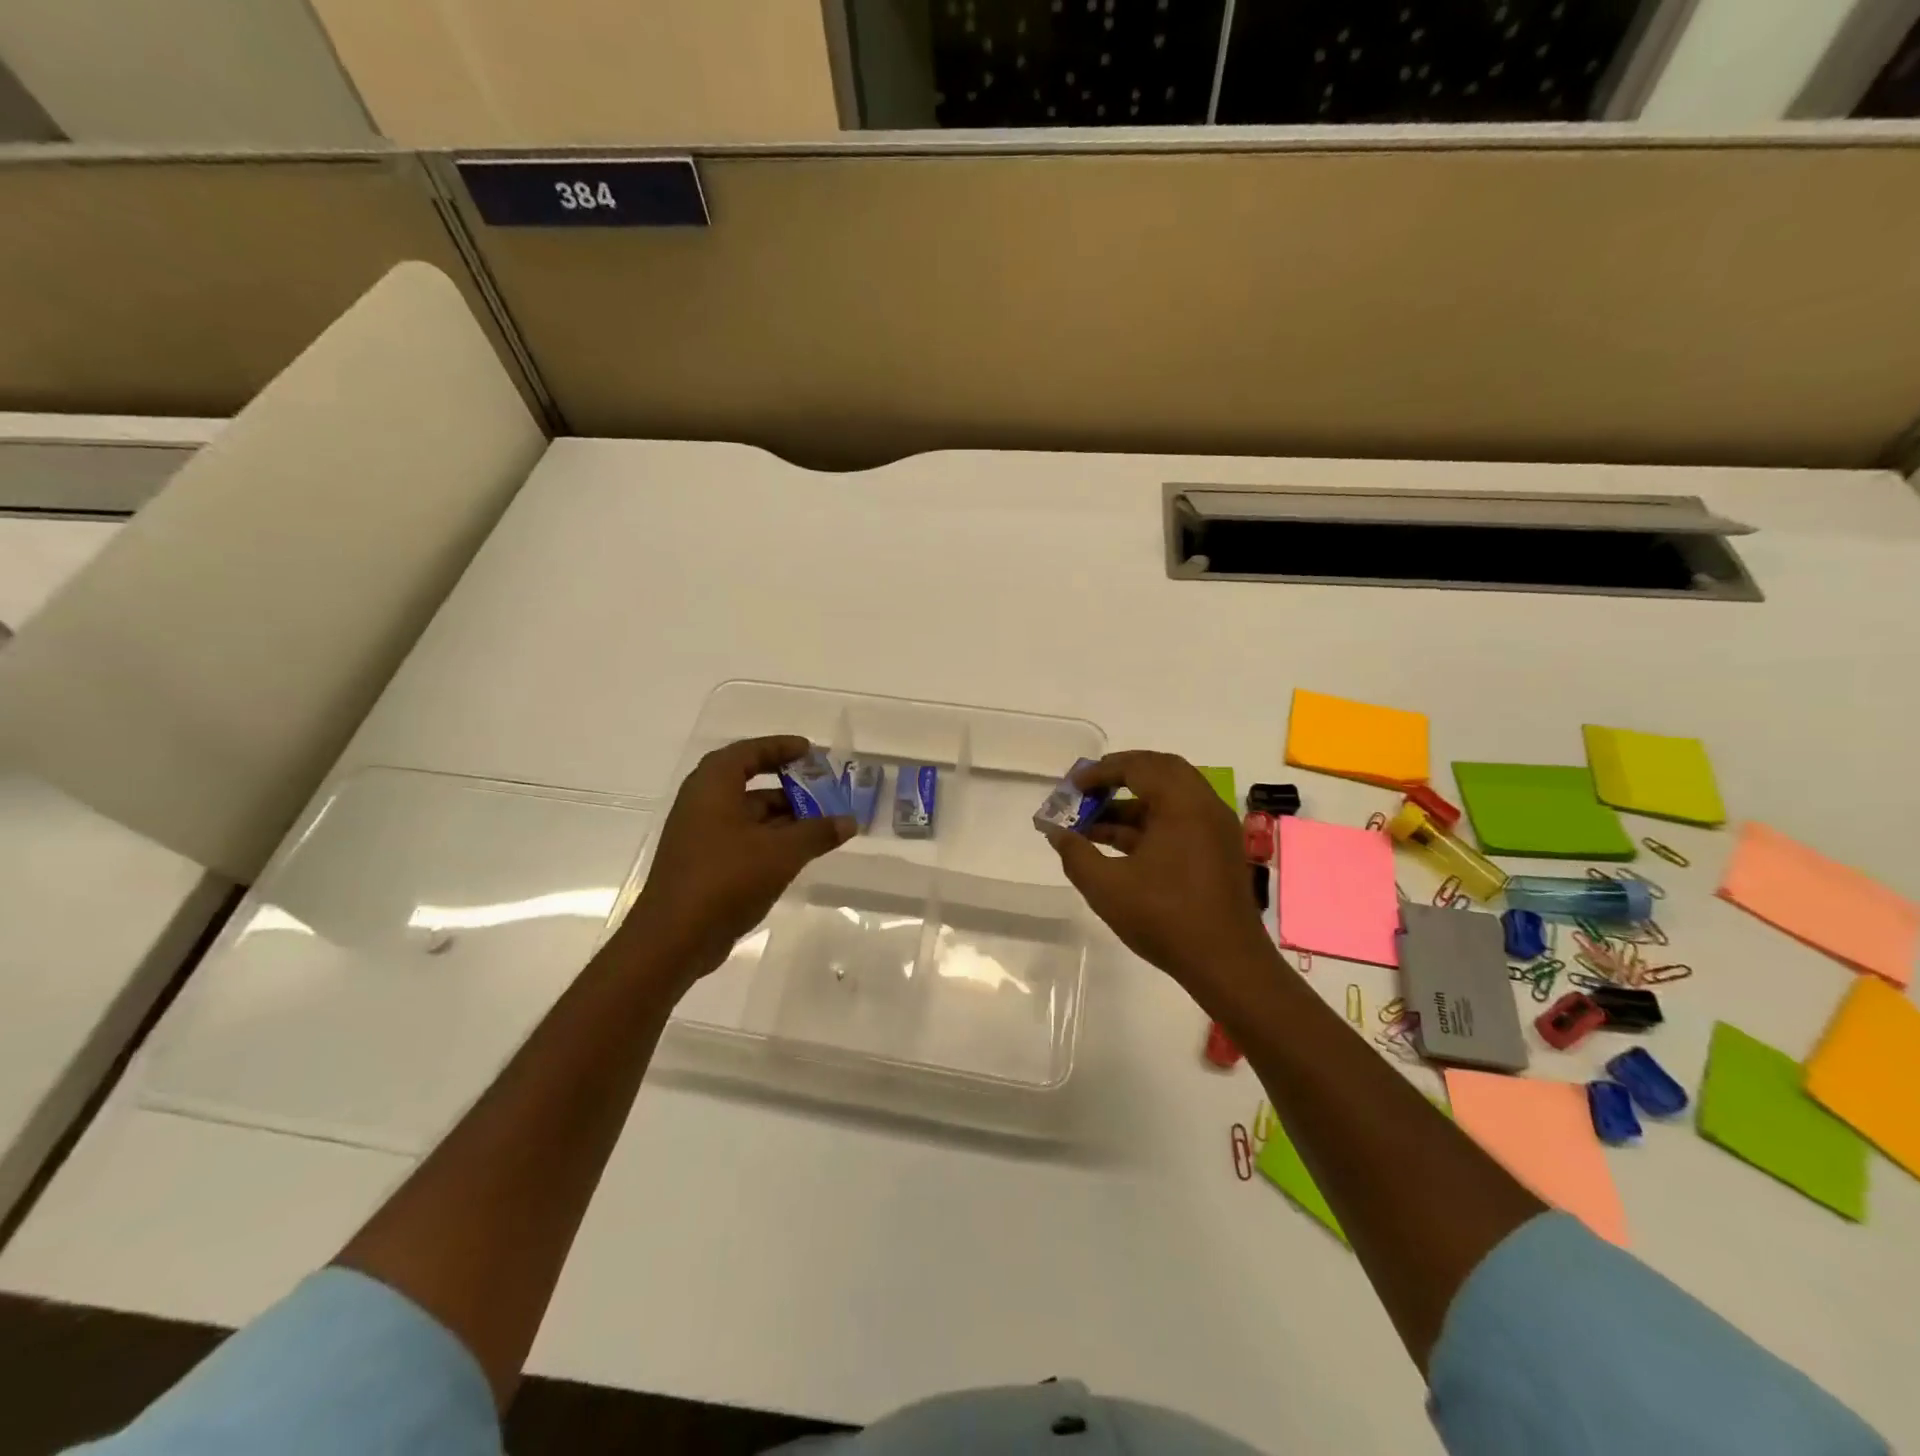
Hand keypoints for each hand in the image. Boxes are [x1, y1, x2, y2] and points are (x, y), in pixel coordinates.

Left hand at [624, 735, 853, 983]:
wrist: (674, 939)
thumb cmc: (726, 879)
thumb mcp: (781, 852)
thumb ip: (818, 832)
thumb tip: (849, 821)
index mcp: (713, 786)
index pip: (749, 752)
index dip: (780, 747)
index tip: (810, 751)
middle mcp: (702, 803)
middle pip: (750, 783)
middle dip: (789, 786)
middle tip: (824, 790)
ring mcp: (700, 836)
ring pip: (748, 815)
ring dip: (784, 818)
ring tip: (822, 825)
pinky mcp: (703, 864)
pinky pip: (743, 840)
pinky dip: (771, 840)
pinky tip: (799, 854)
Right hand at [1045, 751, 1272, 991]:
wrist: (1227, 964)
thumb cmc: (1165, 919)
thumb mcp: (1107, 887)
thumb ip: (1076, 854)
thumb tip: (1056, 833)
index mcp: (1182, 804)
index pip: (1137, 767)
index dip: (1100, 773)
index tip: (1073, 786)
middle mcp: (1204, 806)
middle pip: (1159, 771)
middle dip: (1119, 777)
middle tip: (1088, 791)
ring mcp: (1216, 829)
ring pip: (1170, 798)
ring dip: (1131, 805)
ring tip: (1092, 825)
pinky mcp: (1218, 851)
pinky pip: (1180, 820)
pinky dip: (1150, 823)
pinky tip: (1118, 847)